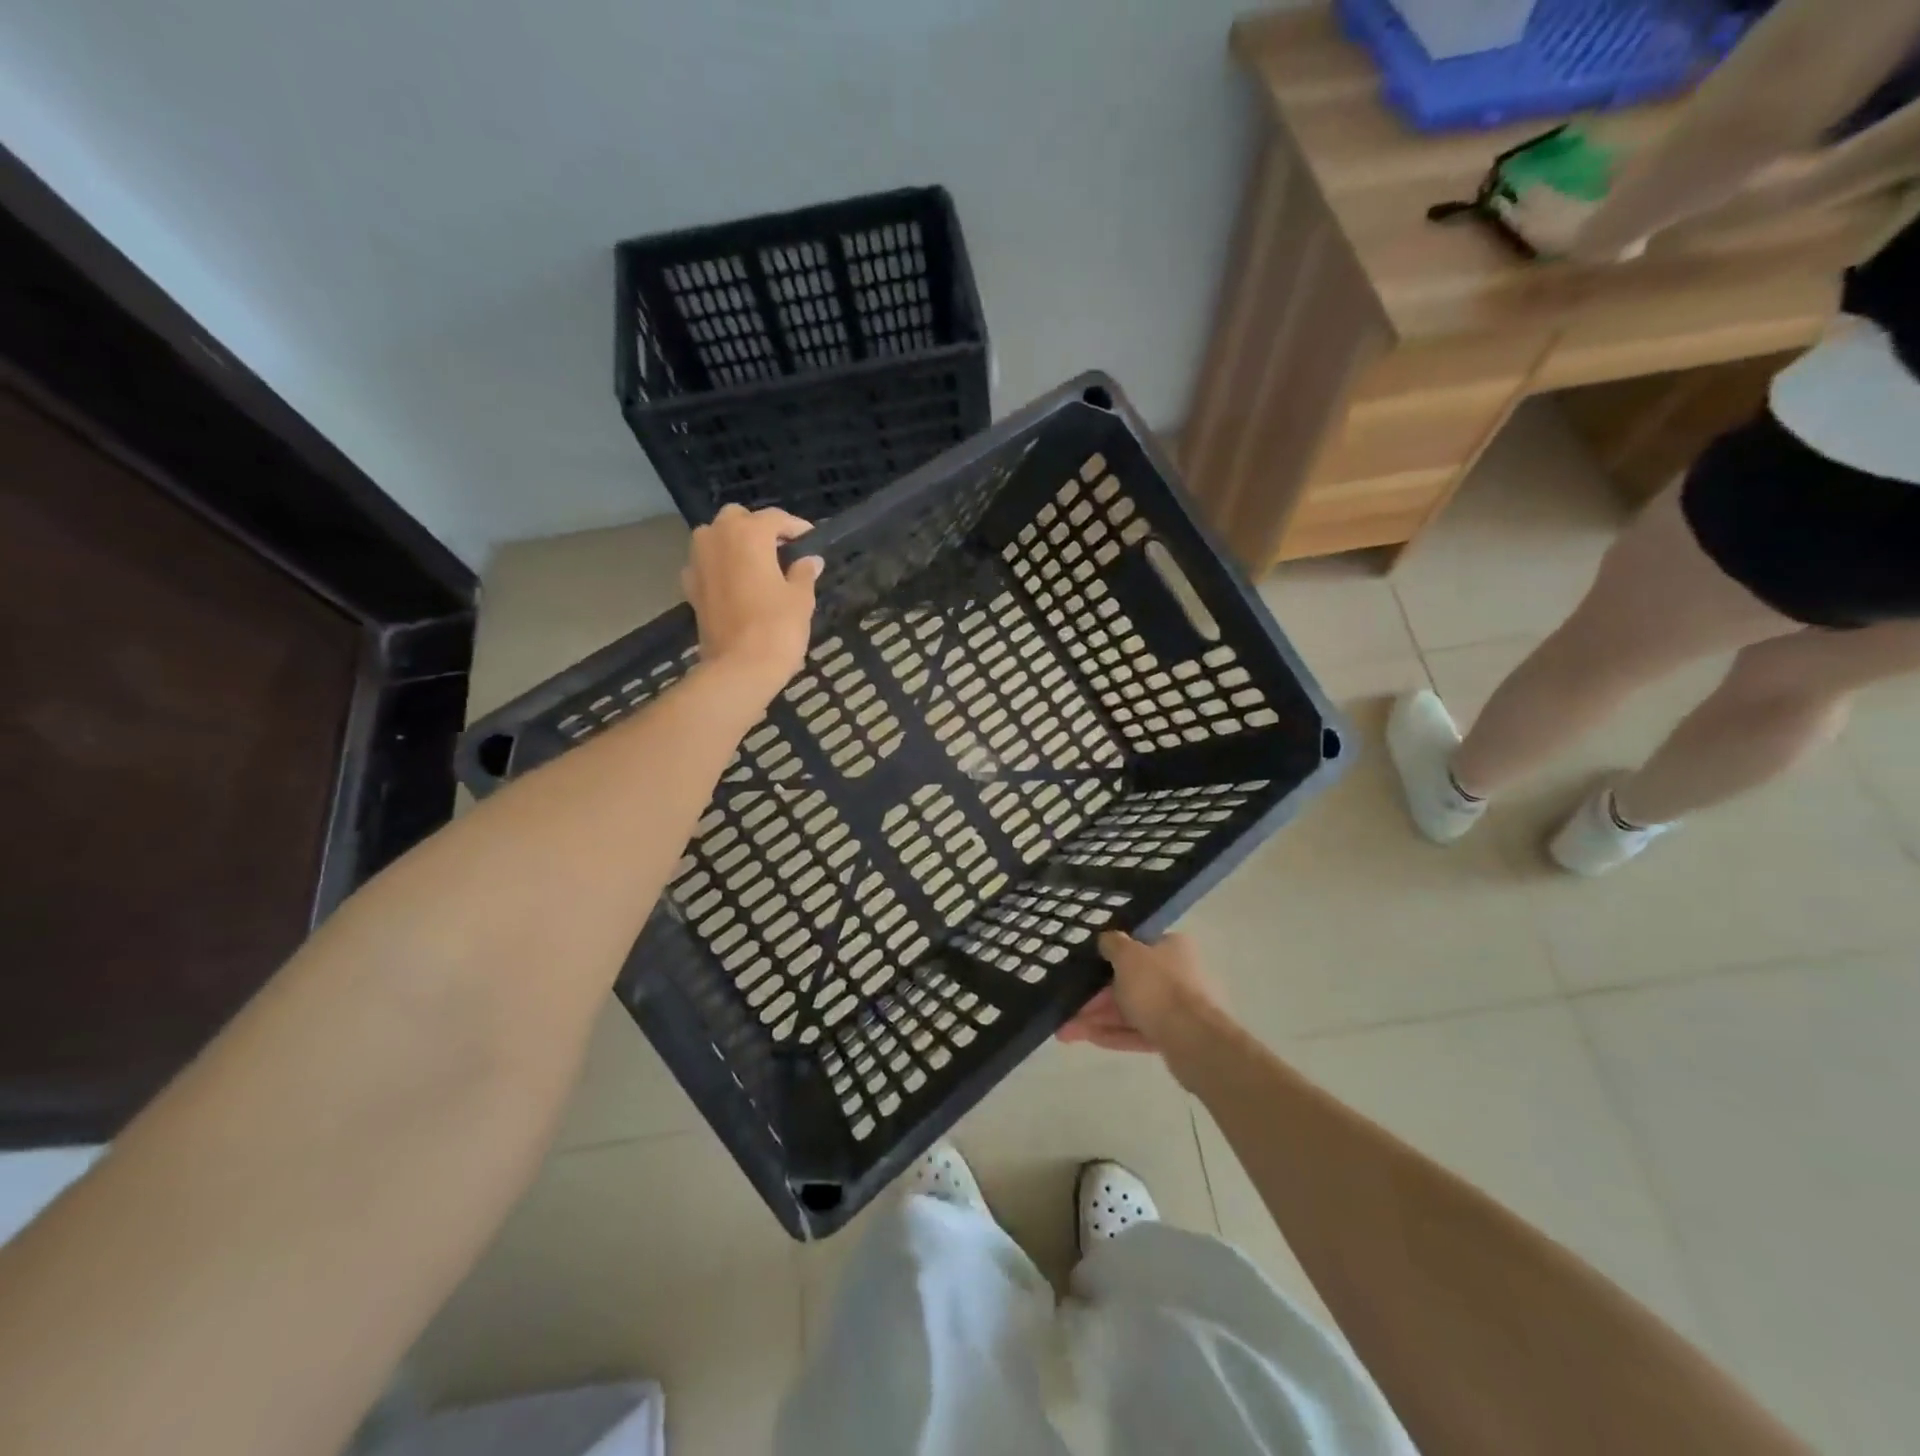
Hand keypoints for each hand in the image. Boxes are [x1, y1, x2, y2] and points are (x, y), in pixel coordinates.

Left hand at [682, 505, 821, 698]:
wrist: (739, 668)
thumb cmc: (777, 628)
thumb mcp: (800, 599)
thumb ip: (803, 573)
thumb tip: (810, 561)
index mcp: (748, 534)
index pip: (775, 518)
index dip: (795, 527)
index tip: (810, 539)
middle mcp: (717, 538)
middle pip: (737, 519)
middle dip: (758, 529)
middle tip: (781, 549)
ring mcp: (698, 561)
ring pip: (716, 537)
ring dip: (735, 544)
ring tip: (758, 565)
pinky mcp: (689, 587)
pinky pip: (705, 564)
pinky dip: (719, 566)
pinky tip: (736, 584)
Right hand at [1057, 931, 1224, 1054]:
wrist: (1192, 1040)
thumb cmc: (1157, 987)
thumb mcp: (1127, 955)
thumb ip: (1112, 943)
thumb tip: (1105, 938)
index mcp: (1172, 947)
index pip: (1137, 946)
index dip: (1108, 956)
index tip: (1084, 966)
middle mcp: (1176, 974)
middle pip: (1128, 981)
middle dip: (1095, 995)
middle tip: (1068, 1005)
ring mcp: (1176, 1008)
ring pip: (1129, 1009)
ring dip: (1098, 1018)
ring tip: (1066, 1030)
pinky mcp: (1172, 1037)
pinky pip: (1136, 1031)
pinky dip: (1113, 1034)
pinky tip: (1086, 1038)